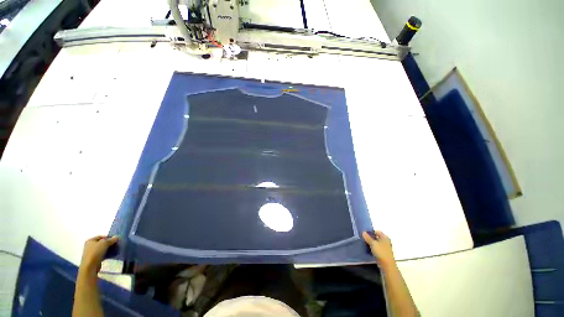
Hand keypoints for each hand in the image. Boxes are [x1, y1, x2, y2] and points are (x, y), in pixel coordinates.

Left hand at [79, 236, 118, 275]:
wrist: (90, 266)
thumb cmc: (96, 252)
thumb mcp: (105, 243)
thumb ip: (111, 239)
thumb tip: (117, 237)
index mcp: (90, 240)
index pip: (101, 237)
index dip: (108, 237)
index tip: (115, 240)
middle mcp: (89, 246)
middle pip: (101, 243)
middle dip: (109, 244)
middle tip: (116, 245)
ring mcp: (91, 253)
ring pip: (102, 249)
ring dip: (108, 249)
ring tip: (114, 250)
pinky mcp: (93, 259)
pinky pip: (101, 254)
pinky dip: (106, 254)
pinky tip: (111, 255)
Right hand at [363, 230, 395, 269]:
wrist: (387, 265)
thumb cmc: (381, 252)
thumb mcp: (373, 243)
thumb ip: (368, 237)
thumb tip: (363, 232)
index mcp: (385, 237)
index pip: (376, 231)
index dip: (370, 232)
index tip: (364, 234)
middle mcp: (385, 241)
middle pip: (376, 237)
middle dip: (370, 237)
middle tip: (363, 238)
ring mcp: (385, 247)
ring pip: (376, 243)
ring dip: (371, 243)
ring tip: (364, 244)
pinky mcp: (383, 253)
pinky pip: (377, 248)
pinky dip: (373, 248)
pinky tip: (368, 249)